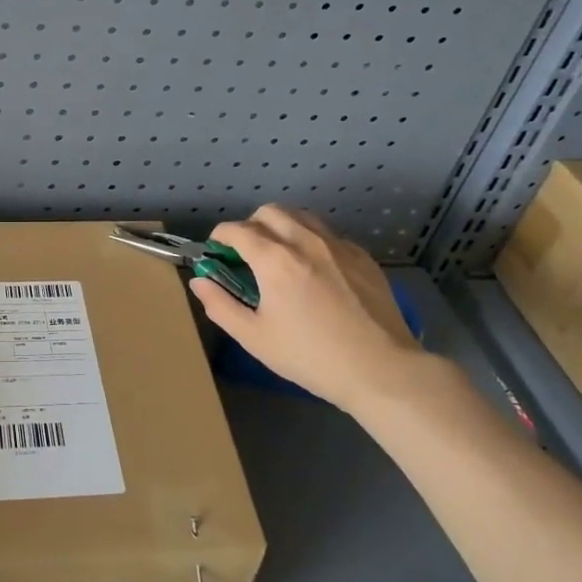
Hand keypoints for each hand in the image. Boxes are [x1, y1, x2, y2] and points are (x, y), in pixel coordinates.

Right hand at [190, 206, 426, 414]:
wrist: (381, 370)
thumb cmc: (311, 357)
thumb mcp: (255, 338)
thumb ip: (220, 305)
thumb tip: (199, 281)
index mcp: (274, 259)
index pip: (236, 230)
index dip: (220, 237)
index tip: (217, 252)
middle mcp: (304, 241)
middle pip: (269, 211)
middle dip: (251, 225)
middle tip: (248, 253)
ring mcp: (337, 245)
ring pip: (301, 216)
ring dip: (282, 226)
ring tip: (280, 254)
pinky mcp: (362, 256)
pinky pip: (328, 234)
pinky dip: (312, 240)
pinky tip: (315, 269)